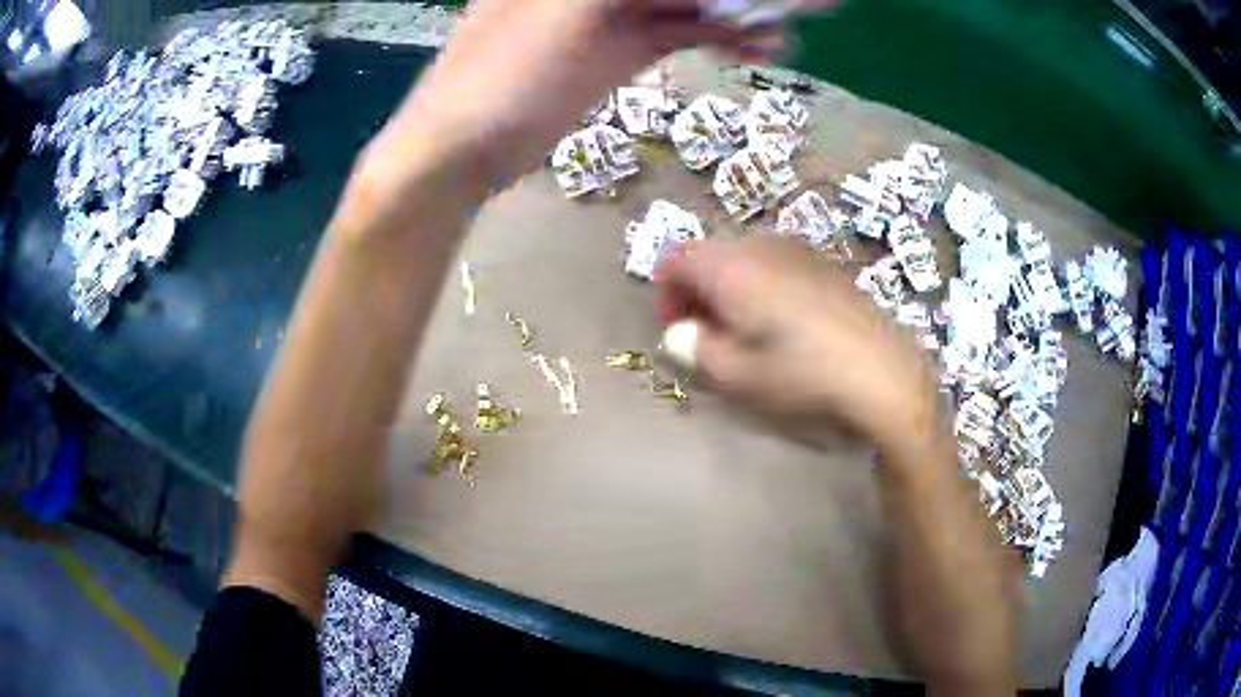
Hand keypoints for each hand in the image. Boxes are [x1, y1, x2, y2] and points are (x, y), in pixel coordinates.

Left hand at [352, 0, 786, 205]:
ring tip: (785, 34)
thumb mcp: (569, 10)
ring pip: (688, 1)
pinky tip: (757, 48)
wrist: (463, 152)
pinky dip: (717, 37)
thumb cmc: (500, 75)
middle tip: (798, 5)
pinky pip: (680, 32)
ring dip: (737, 13)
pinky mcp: (621, 48)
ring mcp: (612, 11)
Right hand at [654, 237, 939, 449]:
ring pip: (745, 260)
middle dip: (699, 293)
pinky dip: (763, 290)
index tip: (678, 333)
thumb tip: (679, 335)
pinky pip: (777, 267)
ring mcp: (799, 252)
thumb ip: (696, 351)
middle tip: (708, 338)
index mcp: (733, 267)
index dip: (666, 293)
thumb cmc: (804, 376)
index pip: (677, 258)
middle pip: (711, 256)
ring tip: (746, 335)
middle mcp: (763, 246)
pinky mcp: (826, 266)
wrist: (885, 374)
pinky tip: (785, 328)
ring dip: (731, 292)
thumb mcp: (738, 376)